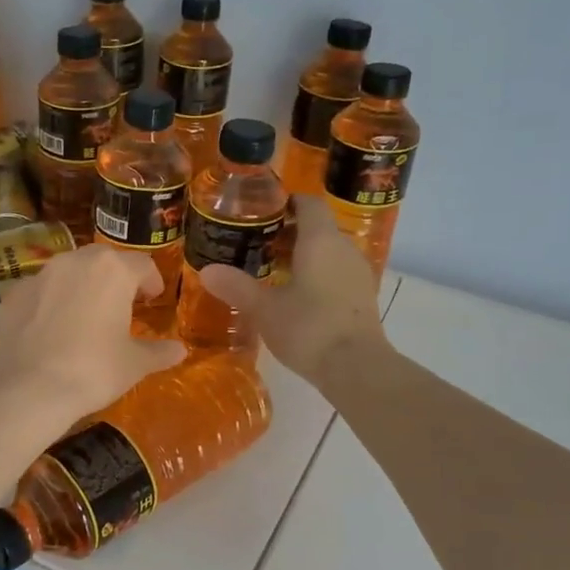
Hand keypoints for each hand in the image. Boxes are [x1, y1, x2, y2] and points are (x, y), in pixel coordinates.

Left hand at [0, 244, 184, 418]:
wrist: (30, 389)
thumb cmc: (94, 370)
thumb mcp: (134, 364)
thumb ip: (159, 352)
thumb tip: (179, 351)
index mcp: (112, 270)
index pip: (142, 264)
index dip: (151, 281)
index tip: (152, 299)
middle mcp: (75, 262)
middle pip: (103, 261)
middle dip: (115, 279)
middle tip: (121, 305)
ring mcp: (39, 275)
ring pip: (68, 272)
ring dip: (80, 287)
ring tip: (84, 315)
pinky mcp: (13, 294)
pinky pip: (40, 292)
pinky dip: (49, 303)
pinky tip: (50, 329)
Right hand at [199, 196, 386, 383]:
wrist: (356, 368)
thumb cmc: (308, 328)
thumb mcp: (264, 309)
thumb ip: (236, 286)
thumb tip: (206, 270)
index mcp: (320, 240)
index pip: (308, 203)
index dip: (286, 202)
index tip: (261, 212)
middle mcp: (344, 248)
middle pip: (317, 227)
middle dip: (289, 232)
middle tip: (257, 245)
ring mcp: (358, 272)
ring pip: (328, 251)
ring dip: (304, 256)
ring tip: (272, 271)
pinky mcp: (364, 297)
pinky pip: (337, 273)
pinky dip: (318, 275)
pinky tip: (297, 296)